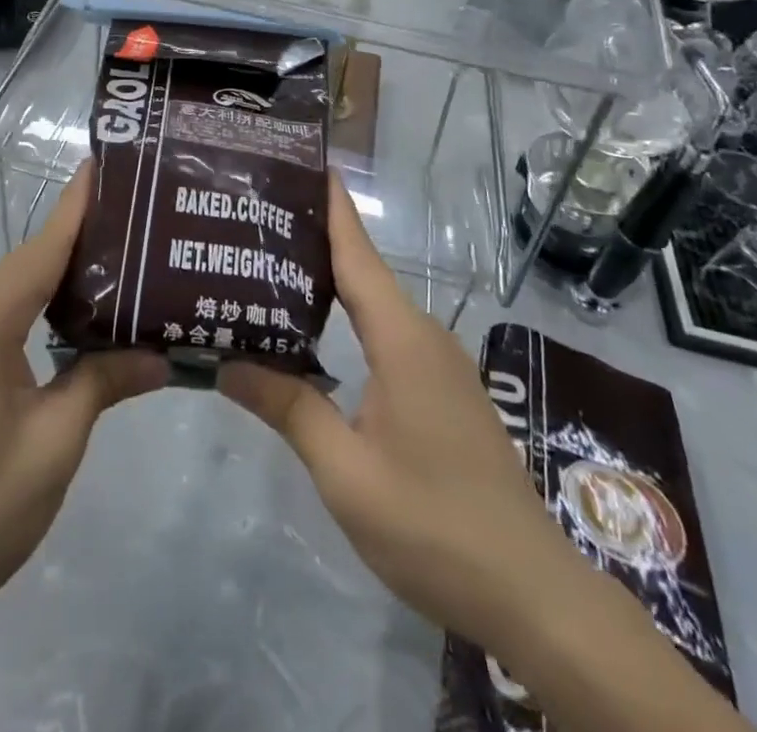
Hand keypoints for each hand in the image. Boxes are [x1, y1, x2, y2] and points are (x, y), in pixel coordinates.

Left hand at [0, 158, 166, 625]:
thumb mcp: (55, 444)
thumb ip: (104, 382)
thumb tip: (163, 356)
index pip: (44, 246)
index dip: (80, 204)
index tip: (109, 161)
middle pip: (30, 263)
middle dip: (84, 245)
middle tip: (144, 229)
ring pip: (13, 289)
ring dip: (61, 281)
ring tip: (122, 269)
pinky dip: (35, 308)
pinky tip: (73, 318)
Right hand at [220, 175, 755, 731]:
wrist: (531, 592)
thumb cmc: (433, 524)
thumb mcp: (345, 471)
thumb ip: (288, 407)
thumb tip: (225, 362)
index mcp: (401, 339)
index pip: (358, 254)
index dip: (333, 206)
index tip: (305, 163)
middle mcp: (424, 336)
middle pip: (363, 271)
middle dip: (315, 239)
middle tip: (258, 221)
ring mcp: (438, 364)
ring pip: (375, 305)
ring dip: (330, 282)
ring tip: (272, 269)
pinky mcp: (443, 391)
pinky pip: (387, 334)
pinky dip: (348, 318)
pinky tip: (315, 334)